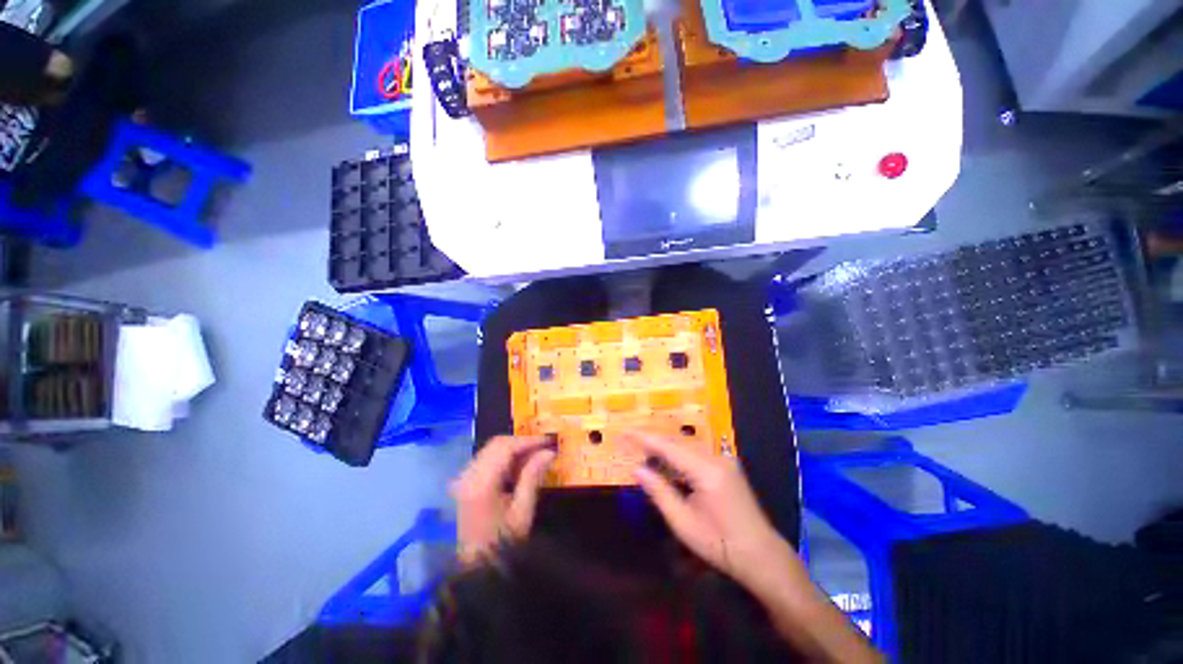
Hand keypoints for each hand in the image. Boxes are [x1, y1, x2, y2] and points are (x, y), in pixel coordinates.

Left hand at [452, 436, 555, 564]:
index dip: (528, 441)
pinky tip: (518, 465)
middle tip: (543, 446)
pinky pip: (487, 458)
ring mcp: (465, 478)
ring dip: (513, 448)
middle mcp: (469, 475)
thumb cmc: (505, 540)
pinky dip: (504, 456)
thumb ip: (533, 476)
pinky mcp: (466, 482)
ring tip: (535, 455)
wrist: (480, 565)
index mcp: (482, 483)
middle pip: (496, 444)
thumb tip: (549, 452)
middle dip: (521, 442)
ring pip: (491, 448)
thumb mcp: (523, 510)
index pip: (505, 448)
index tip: (548, 440)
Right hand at [628, 431, 786, 586]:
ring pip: (686, 447)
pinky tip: (667, 464)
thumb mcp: (683, 523)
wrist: (760, 555)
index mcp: (707, 471)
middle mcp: (717, 458)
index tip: (625, 432)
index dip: (645, 438)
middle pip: (677, 444)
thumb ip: (659, 491)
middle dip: (653, 442)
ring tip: (643, 453)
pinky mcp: (726, 466)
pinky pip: (696, 455)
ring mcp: (724, 460)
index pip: (669, 447)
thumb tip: (636, 469)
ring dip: (665, 450)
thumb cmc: (720, 544)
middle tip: (629, 441)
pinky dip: (678, 457)